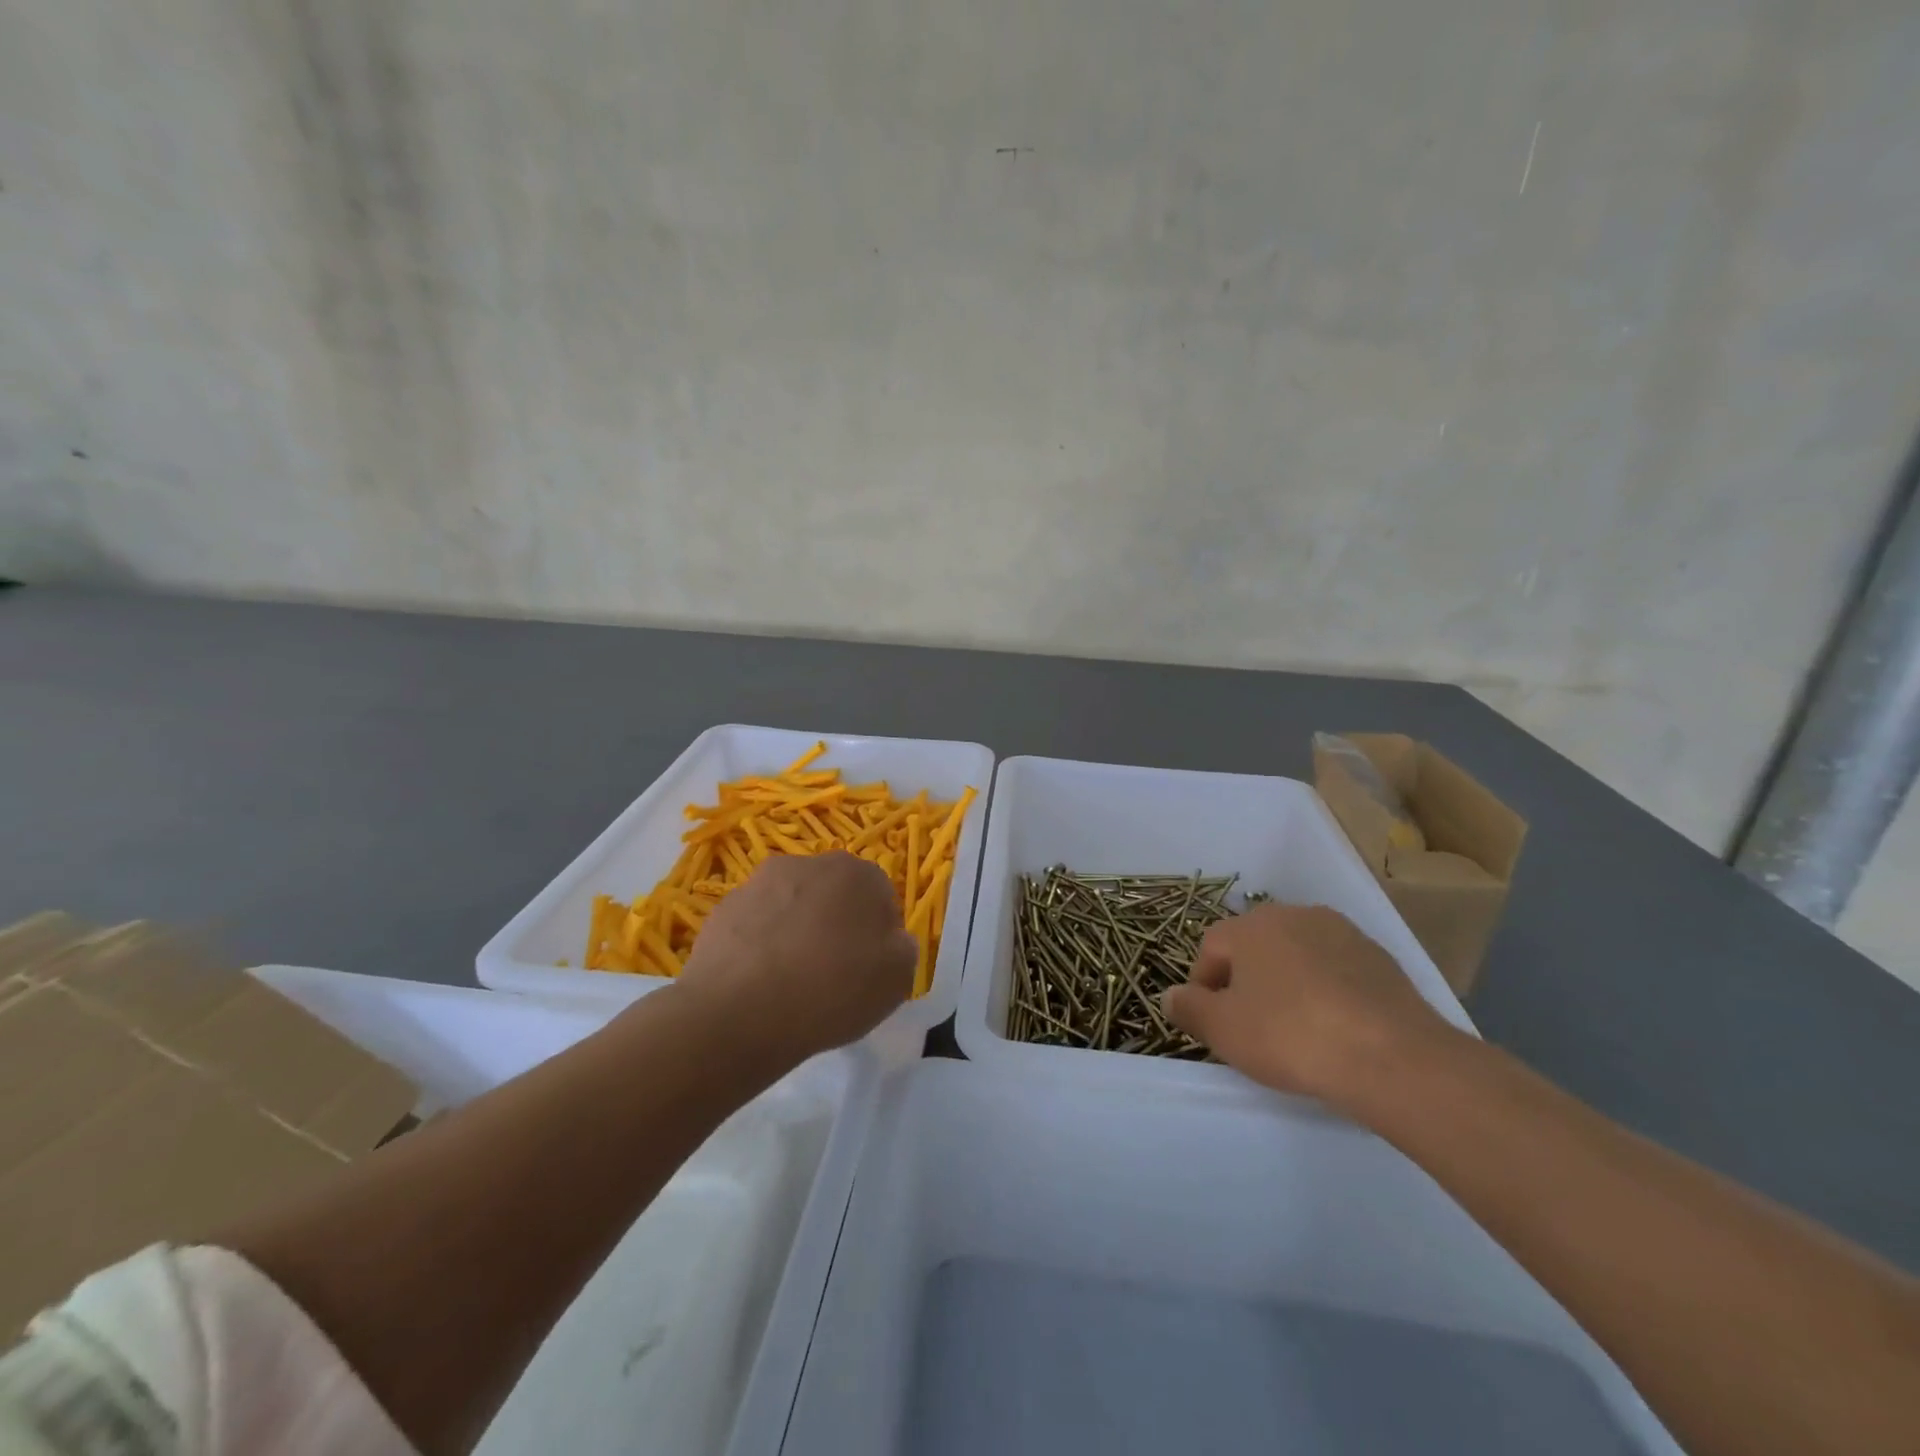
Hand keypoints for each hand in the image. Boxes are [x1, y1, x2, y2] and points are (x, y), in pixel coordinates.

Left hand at [673, 851, 915, 1066]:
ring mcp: (760, 882)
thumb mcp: (896, 980)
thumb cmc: (831, 991)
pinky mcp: (724, 908)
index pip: (881, 896)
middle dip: (837, 923)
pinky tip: (759, 982)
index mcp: (857, 873)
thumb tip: (891, 939)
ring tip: (791, 980)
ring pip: (792, 905)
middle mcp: (809, 863)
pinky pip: (756, 924)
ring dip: (797, 930)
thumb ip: (903, 949)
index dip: (879, 933)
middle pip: (834, 894)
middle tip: (834, 971)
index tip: (871, 967)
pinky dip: (761, 944)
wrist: (738, 1012)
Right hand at [1160, 904, 1456, 1113]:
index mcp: (1251, 925)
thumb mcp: (1223, 1030)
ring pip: (1297, 955)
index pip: (1211, 948)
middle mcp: (1294, 915)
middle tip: (1250, 1025)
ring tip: (1295, 1028)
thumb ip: (1189, 1009)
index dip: (1205, 986)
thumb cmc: (1291, 1036)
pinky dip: (1326, 991)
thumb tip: (1169, 996)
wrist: (1392, 1056)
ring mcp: (1342, 932)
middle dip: (1246, 981)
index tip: (1213, 1023)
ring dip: (1288, 983)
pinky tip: (1334, 1028)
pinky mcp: (1379, 958)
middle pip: (1255, 946)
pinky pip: (1336, 970)